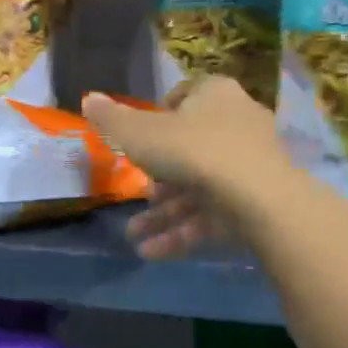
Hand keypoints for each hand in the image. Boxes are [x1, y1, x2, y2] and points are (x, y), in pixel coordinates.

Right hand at [82, 77, 291, 259]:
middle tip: (138, 196)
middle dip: (159, 179)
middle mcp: (238, 123)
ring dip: (165, 214)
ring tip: (134, 236)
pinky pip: (215, 214)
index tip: (141, 139)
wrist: (258, 195)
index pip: (186, 95)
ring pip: (200, 188)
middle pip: (191, 148)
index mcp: (215, 95)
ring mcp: (251, 165)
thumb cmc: (192, 149)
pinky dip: (184, 232)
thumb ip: (111, 119)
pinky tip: (152, 253)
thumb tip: (89, 98)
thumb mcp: (138, 134)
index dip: (161, 115)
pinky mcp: (258, 202)